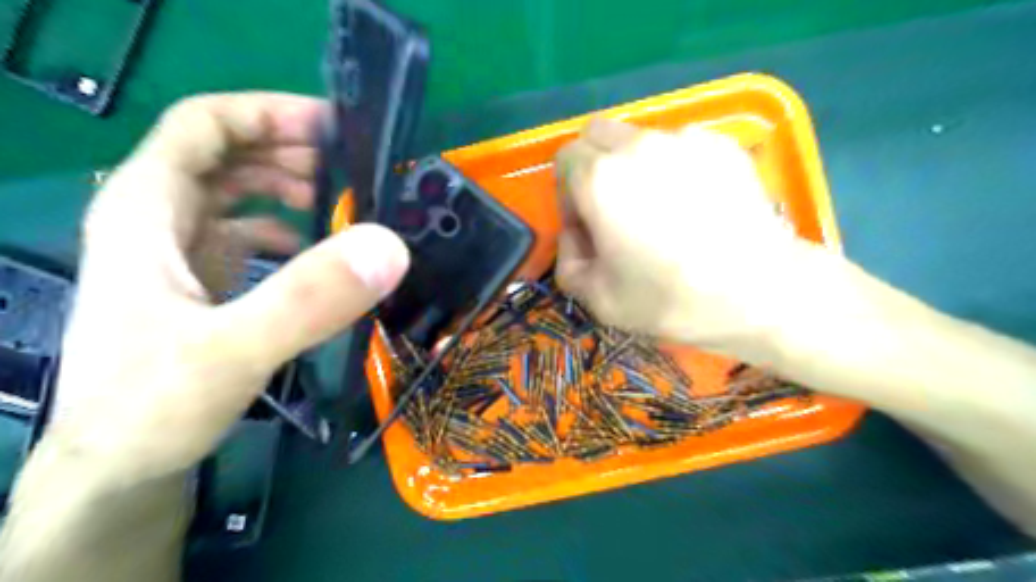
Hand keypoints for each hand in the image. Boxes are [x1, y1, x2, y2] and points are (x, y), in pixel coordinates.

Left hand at [46, 93, 407, 486]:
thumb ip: (307, 298)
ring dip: (290, 188)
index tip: (334, 128)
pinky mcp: (200, 285)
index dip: (269, 114)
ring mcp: (179, 254)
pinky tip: (314, 252)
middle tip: (354, 172)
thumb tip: (389, 246)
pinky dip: (286, 229)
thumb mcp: (231, 350)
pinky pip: (246, 235)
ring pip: (237, 194)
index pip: (205, 125)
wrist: (117, 471)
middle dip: (290, 150)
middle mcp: (159, 222)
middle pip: (226, 154)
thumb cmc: (151, 408)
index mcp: (148, 211)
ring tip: (342, 205)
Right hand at [554, 115, 820, 355]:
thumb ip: (566, 261)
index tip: (587, 225)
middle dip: (593, 166)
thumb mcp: (598, 299)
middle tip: (613, 208)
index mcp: (599, 179)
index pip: (565, 159)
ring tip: (661, 208)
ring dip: (634, 165)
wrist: (758, 292)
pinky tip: (694, 203)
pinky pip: (679, 144)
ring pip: (638, 138)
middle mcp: (637, 145)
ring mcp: (683, 138)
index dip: (568, 193)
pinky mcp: (720, 143)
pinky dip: (673, 166)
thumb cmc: (670, 299)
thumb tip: (575, 233)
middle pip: (596, 134)